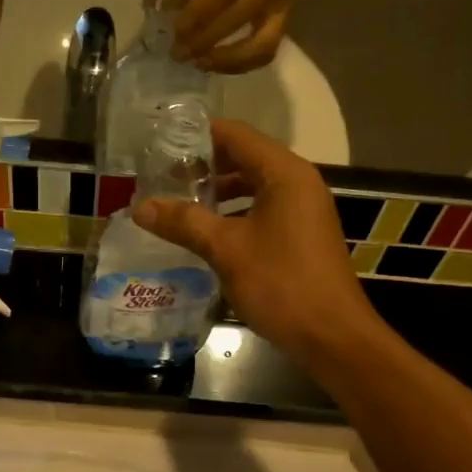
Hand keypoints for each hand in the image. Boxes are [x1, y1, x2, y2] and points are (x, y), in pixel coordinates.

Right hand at [132, 120, 381, 370]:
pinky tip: (206, 234)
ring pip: (253, 187)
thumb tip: (140, 207)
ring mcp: (303, 210)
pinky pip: (262, 211)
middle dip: (204, 166)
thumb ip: (183, 222)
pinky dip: (234, 214)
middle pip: (245, 158)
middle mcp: (298, 183)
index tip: (161, 143)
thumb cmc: (281, 283)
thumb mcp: (226, 249)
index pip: (236, 135)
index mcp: (284, 174)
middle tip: (162, 178)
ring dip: (217, 193)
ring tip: (178, 205)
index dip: (198, 135)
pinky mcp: (301, 236)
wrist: (331, 337)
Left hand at [174, 0, 323, 73]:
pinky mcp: (288, 20)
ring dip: (226, 61)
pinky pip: (266, 50)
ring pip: (259, 45)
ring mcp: (284, 4)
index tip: (175, 30)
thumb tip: (170, 1)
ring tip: (199, 63)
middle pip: (237, 19)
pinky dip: (240, 63)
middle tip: (177, 53)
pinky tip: (218, 63)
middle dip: (203, 41)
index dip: (199, 12)